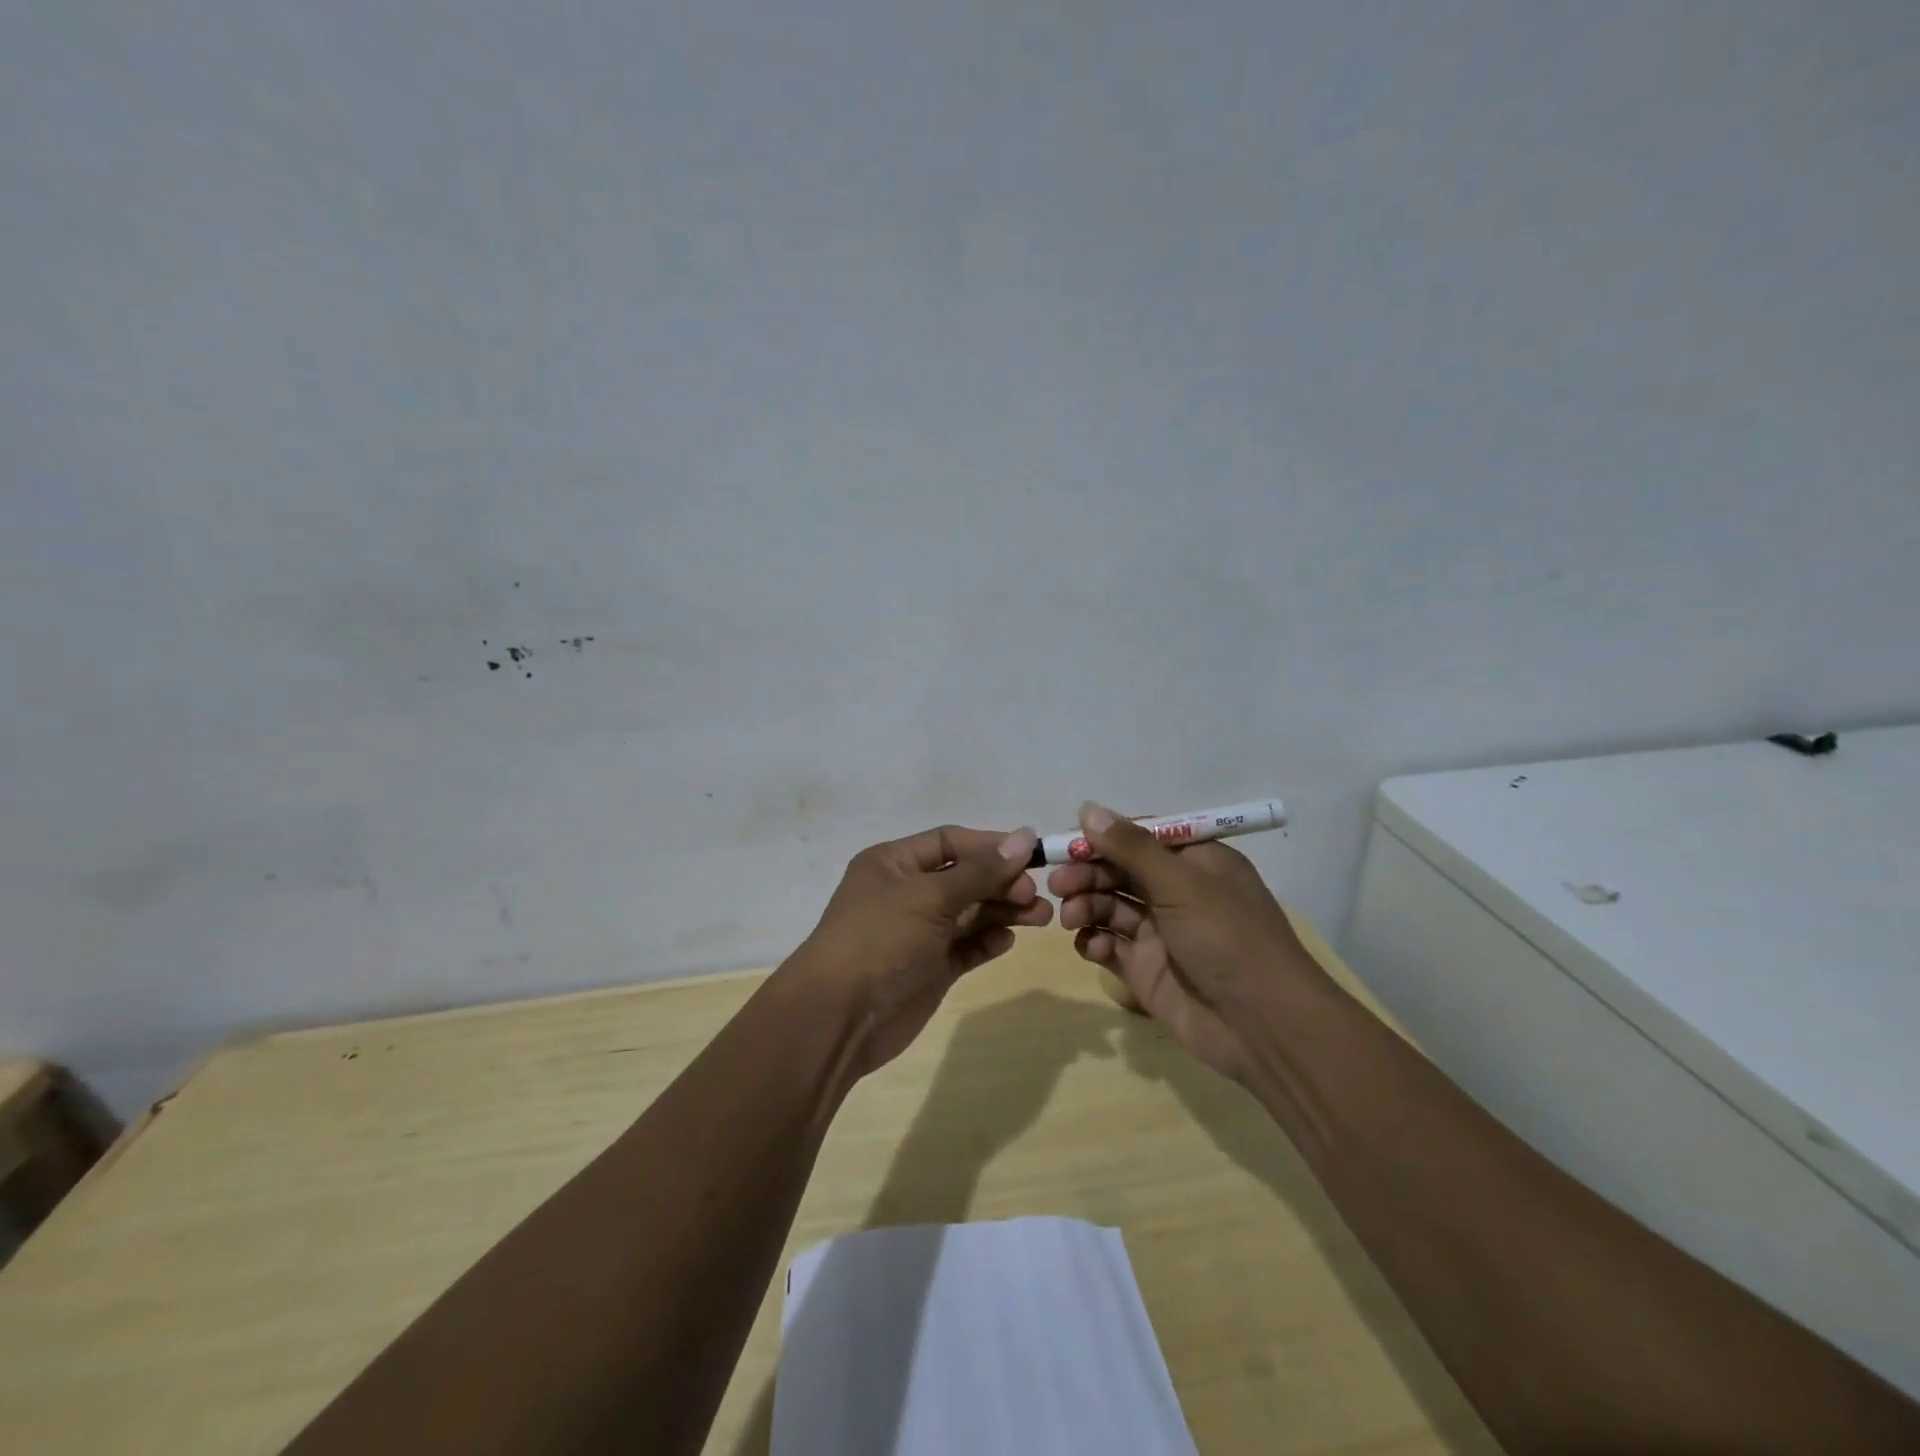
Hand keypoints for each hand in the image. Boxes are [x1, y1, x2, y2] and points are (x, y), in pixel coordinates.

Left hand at [786, 824, 1051, 1075]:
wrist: (839, 1018)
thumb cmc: (880, 939)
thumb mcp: (929, 896)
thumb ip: (980, 871)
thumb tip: (1025, 838)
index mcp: (894, 863)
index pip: (950, 841)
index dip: (991, 846)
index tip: (1032, 856)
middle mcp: (906, 893)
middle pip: (964, 877)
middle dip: (1001, 882)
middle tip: (1036, 896)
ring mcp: (918, 933)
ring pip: (970, 913)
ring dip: (1003, 911)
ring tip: (1041, 917)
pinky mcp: (929, 968)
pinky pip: (966, 946)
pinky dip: (988, 941)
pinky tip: (1008, 940)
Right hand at [1049, 802, 1324, 1082]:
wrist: (1263, 1027)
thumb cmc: (1228, 938)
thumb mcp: (1182, 883)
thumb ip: (1131, 847)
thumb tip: (1087, 809)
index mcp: (1196, 862)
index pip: (1141, 837)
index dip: (1104, 837)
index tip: (1070, 842)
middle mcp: (1177, 892)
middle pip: (1119, 871)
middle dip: (1087, 874)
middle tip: (1058, 884)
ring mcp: (1160, 933)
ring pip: (1109, 907)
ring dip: (1086, 905)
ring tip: (1070, 917)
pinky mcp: (1146, 970)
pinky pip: (1110, 946)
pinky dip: (1094, 942)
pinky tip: (1090, 946)